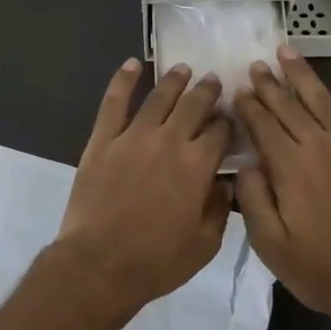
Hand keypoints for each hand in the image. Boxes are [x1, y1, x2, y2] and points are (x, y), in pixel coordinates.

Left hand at [53, 58, 234, 311]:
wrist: (99, 265)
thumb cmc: (156, 261)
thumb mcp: (204, 244)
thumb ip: (220, 208)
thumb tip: (225, 182)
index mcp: (197, 165)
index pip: (220, 131)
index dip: (228, 122)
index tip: (231, 117)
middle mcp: (169, 141)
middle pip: (194, 105)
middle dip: (207, 91)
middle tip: (213, 81)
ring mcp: (133, 136)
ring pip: (159, 98)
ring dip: (174, 80)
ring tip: (184, 69)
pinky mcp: (103, 140)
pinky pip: (114, 102)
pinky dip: (123, 80)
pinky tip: (132, 64)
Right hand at [234, 46, 330, 328]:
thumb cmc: (323, 270)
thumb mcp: (271, 246)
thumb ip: (253, 200)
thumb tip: (244, 163)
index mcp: (290, 168)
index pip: (263, 126)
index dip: (248, 105)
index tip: (237, 88)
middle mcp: (319, 146)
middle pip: (289, 106)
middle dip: (270, 84)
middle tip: (256, 63)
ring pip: (323, 100)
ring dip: (303, 75)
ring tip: (287, 52)